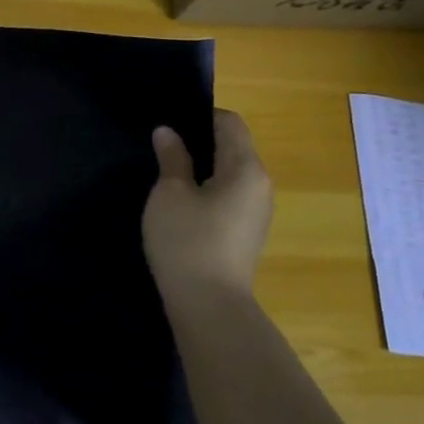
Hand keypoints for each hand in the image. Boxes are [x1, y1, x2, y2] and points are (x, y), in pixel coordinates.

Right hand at [143, 109, 273, 304]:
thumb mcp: (170, 194)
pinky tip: (182, 206)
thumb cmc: (188, 241)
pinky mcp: (247, 235)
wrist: (209, 307)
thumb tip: (168, 132)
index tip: (170, 125)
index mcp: (246, 168)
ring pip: (231, 175)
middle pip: (233, 148)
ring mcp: (257, 213)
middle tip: (163, 147)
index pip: (230, 123)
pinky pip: (229, 198)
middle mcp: (260, 185)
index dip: (199, 116)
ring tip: (168, 176)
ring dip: (203, 170)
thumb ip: (172, 158)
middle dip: (200, 143)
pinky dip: (208, 192)